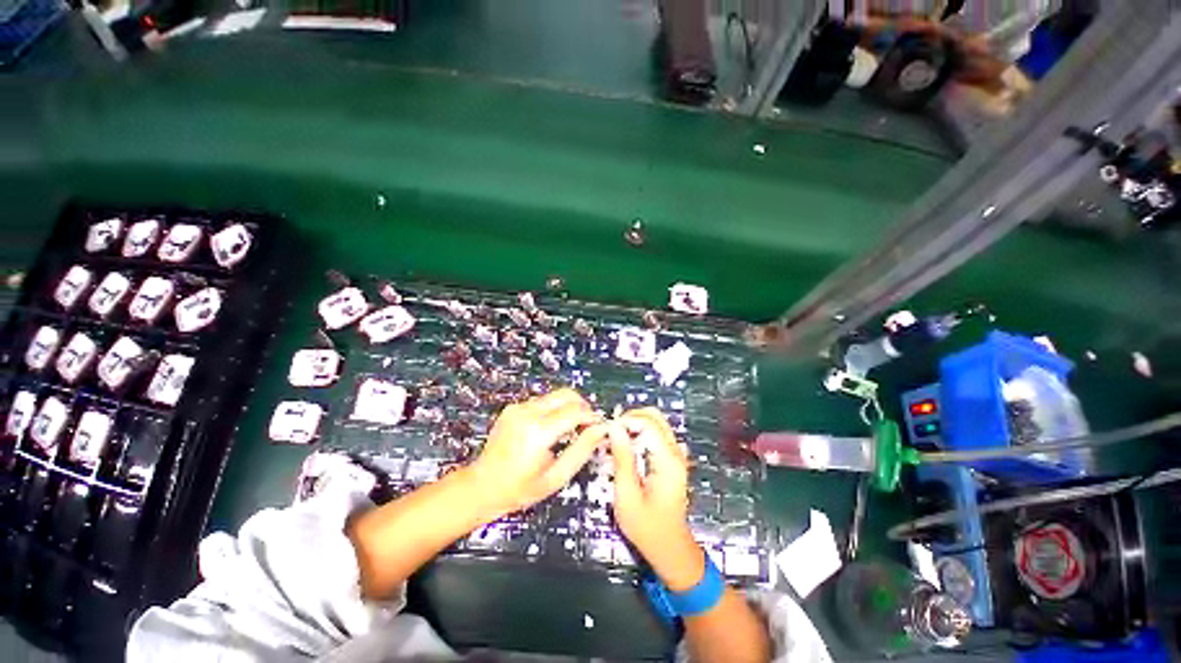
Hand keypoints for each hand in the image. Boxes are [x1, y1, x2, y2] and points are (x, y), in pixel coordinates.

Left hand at [469, 389, 605, 519]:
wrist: (481, 487)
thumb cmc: (520, 489)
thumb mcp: (556, 476)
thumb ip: (582, 450)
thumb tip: (601, 429)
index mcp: (538, 432)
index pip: (576, 411)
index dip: (592, 417)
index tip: (600, 427)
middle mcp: (527, 413)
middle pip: (567, 394)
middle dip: (583, 406)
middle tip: (587, 426)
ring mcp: (518, 407)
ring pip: (555, 395)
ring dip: (568, 408)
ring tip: (570, 430)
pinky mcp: (513, 407)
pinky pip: (542, 401)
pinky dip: (554, 410)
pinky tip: (552, 430)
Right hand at [608, 408, 704, 591]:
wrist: (669, 547)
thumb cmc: (646, 526)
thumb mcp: (627, 495)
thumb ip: (622, 459)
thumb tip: (614, 428)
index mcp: (667, 460)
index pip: (648, 423)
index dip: (625, 421)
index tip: (608, 431)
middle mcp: (675, 452)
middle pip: (655, 417)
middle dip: (631, 418)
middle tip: (612, 432)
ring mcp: (676, 455)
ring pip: (657, 423)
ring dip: (635, 424)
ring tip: (616, 439)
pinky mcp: (672, 460)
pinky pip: (657, 434)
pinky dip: (641, 432)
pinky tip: (628, 447)